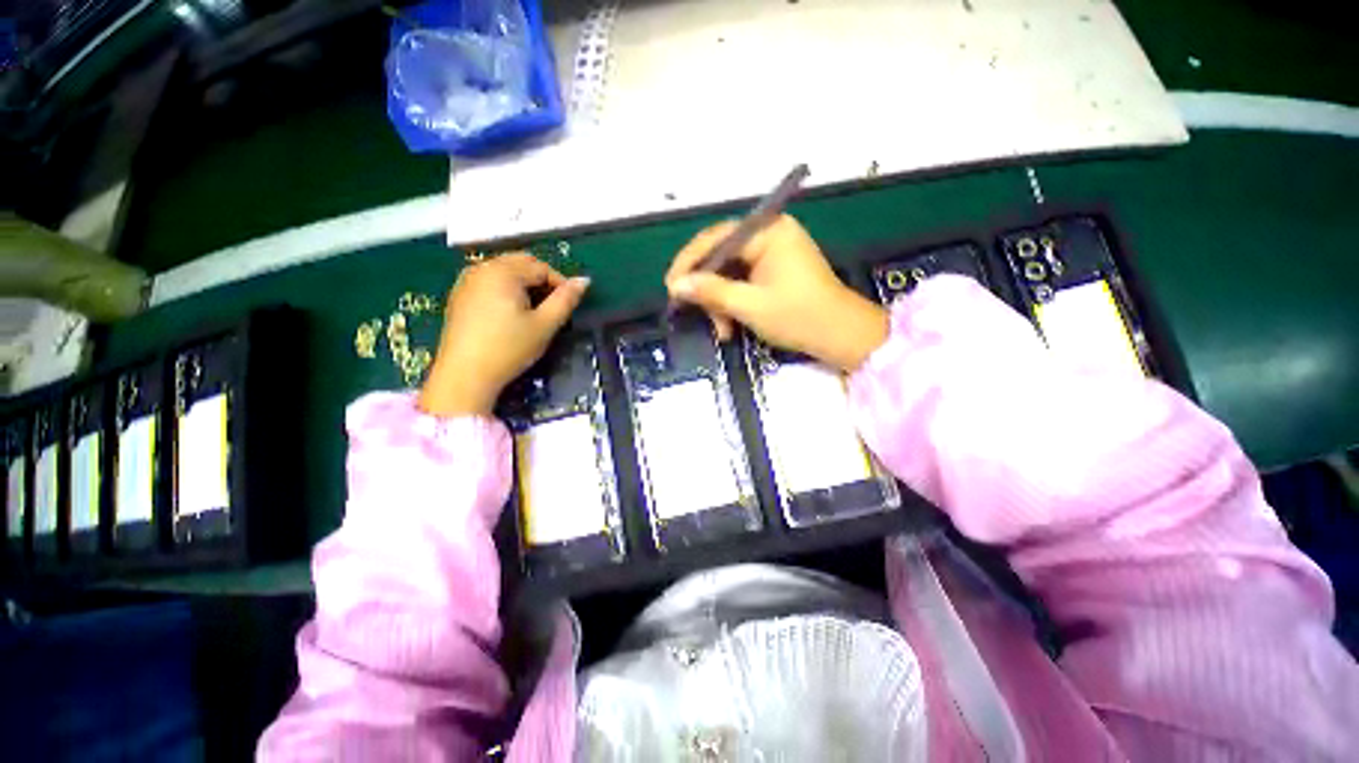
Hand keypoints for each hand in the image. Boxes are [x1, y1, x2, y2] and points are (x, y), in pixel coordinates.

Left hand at [419, 253, 589, 416]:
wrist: (464, 374)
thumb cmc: (509, 348)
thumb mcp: (545, 325)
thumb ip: (566, 300)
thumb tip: (584, 280)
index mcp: (504, 272)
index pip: (541, 267)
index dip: (561, 284)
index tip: (569, 306)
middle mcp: (482, 268)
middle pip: (521, 263)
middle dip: (542, 280)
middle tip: (552, 307)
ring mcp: (466, 281)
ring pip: (504, 271)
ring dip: (524, 284)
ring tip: (533, 311)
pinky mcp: (459, 296)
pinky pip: (489, 281)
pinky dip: (506, 289)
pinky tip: (510, 314)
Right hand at [666, 215, 887, 371]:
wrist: (842, 337)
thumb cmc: (799, 317)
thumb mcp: (750, 306)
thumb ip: (711, 292)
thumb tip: (676, 285)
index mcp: (768, 232)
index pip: (716, 238)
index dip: (689, 262)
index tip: (671, 287)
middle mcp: (770, 235)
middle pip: (721, 256)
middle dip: (707, 290)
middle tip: (692, 314)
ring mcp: (773, 253)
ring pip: (730, 273)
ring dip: (720, 303)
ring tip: (722, 331)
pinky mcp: (775, 271)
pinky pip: (743, 282)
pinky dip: (733, 304)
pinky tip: (730, 327)